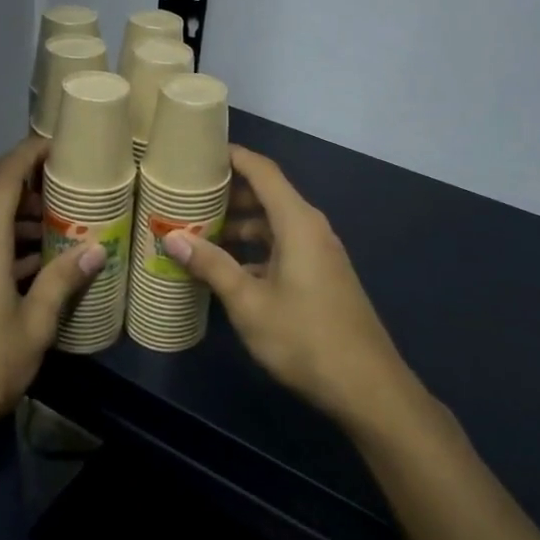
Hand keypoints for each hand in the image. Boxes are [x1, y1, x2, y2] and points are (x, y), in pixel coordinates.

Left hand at [0, 137, 104, 458]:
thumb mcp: (34, 326)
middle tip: (67, 193)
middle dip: (28, 186)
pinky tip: (28, 265)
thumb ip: (63, 281)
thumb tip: (95, 250)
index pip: (5, 174)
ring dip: (14, 215)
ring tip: (55, 229)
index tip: (61, 145)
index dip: (32, 152)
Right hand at [163, 145, 412, 428]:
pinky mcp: (321, 275)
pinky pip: (283, 245)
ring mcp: (319, 253)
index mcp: (297, 222)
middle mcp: (311, 228)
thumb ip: (212, 265)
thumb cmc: (304, 337)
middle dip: (229, 194)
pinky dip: (256, 248)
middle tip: (187, 197)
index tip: (200, 152)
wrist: (367, 387)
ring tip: (199, 232)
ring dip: (240, 225)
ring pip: (274, 224)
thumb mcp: (248, 303)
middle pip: (268, 195)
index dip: (234, 156)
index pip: (263, 171)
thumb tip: (172, 237)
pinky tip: (228, 268)